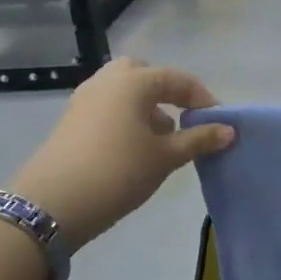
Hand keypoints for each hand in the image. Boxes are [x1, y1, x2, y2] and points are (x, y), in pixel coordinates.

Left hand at [10, 58, 233, 248]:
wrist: (51, 205)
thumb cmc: (118, 171)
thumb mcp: (166, 157)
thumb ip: (199, 140)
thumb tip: (229, 130)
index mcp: (133, 81)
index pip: (178, 79)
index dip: (203, 98)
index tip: (219, 123)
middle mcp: (107, 81)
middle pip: (144, 74)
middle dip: (166, 92)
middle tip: (182, 118)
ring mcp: (84, 100)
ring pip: (123, 91)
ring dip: (146, 107)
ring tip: (160, 140)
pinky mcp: (71, 121)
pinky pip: (107, 107)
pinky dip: (126, 118)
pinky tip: (134, 149)